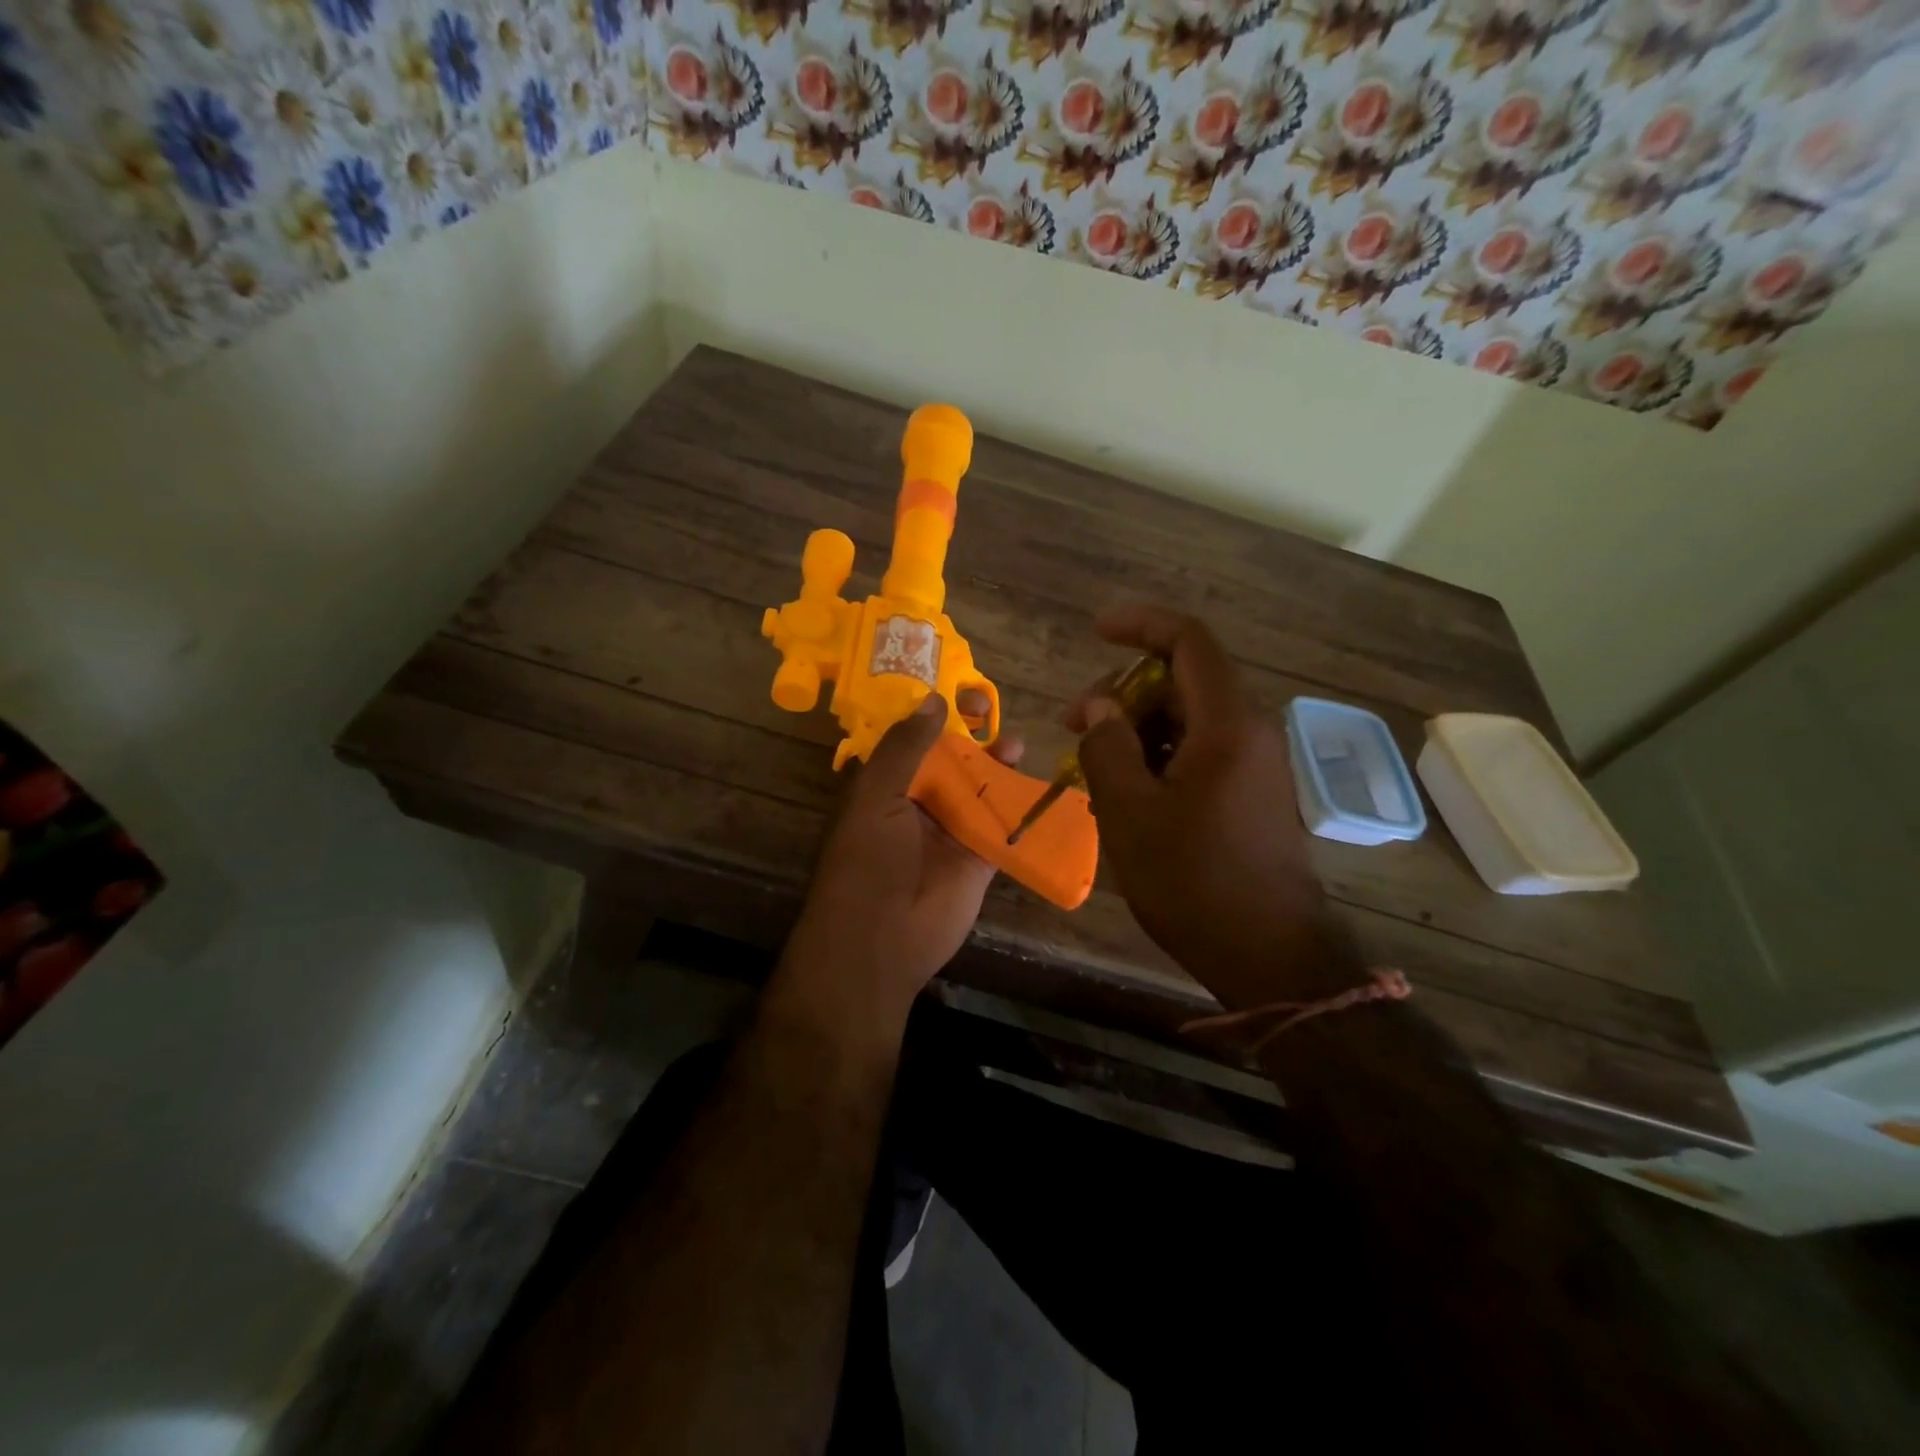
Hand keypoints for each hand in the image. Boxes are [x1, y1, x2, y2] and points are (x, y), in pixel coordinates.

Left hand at [776, 693, 1021, 1037]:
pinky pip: (1002, 826)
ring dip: (996, 766)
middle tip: (991, 708)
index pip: (912, 740)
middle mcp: (918, 804)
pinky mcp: (980, 859)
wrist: (882, 939)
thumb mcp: (877, 796)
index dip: (933, 714)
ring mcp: (951, 832)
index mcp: (886, 787)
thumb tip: (933, 700)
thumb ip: (905, 748)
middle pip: (950, 760)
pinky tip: (1036, 785)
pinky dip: (1019, 807)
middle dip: (970, 735)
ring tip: (1016, 744)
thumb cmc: (868, 860)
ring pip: (979, 789)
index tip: (956, 691)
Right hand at [1068, 604, 1346, 1007]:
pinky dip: (1158, 756)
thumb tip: (1100, 707)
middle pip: (1182, 681)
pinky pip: (1199, 752)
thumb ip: (1108, 746)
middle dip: (1123, 691)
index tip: (1096, 631)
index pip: (1188, 641)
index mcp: (1226, 725)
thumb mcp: (1130, 812)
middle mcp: (1249, 732)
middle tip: (1074, 725)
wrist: (1268, 955)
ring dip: (1136, 728)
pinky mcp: (1250, 794)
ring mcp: (1254, 765)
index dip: (1141, 624)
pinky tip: (1127, 792)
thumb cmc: (1193, 881)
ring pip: (1188, 719)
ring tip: (1093, 768)